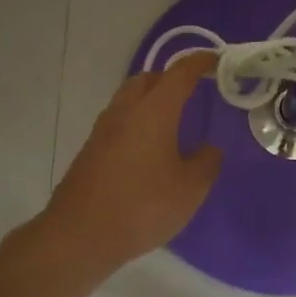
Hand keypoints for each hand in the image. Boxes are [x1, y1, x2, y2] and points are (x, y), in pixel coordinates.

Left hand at [35, 52, 223, 276]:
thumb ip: (206, 163)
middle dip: (171, 78)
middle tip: (192, 91)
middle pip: (148, 78)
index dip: (199, 62)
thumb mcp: (190, 189)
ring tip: (171, 119)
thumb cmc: (142, 206)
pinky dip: (137, 120)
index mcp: (154, 111)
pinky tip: (148, 147)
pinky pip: (119, 121)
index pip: (180, 73)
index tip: (215, 61)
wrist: (79, 235)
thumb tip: (208, 149)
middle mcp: (125, 111)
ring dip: (150, 99)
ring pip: (129, 98)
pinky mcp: (91, 150)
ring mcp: (103, 130)